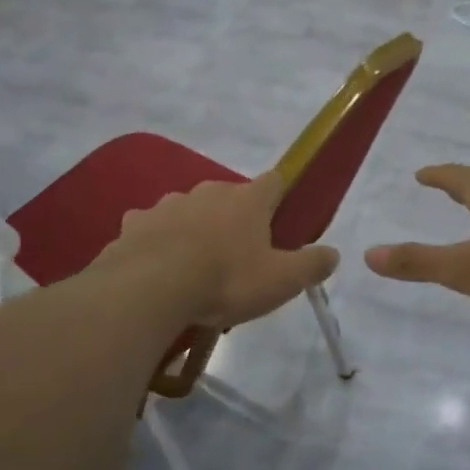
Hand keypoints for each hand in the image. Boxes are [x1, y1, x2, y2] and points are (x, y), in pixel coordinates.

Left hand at [96, 171, 337, 328]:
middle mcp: (209, 191)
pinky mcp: (135, 222)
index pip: (274, 182)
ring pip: (188, 208)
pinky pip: (151, 226)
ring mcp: (169, 203)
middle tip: (236, 254)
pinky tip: (156, 262)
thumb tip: (334, 253)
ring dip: (194, 226)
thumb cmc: (225, 280)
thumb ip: (311, 265)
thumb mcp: (281, 281)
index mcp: (247, 200)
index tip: (279, 217)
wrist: (152, 288)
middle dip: (233, 217)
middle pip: (228, 195)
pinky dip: (156, 239)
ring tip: (193, 262)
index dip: (279, 196)